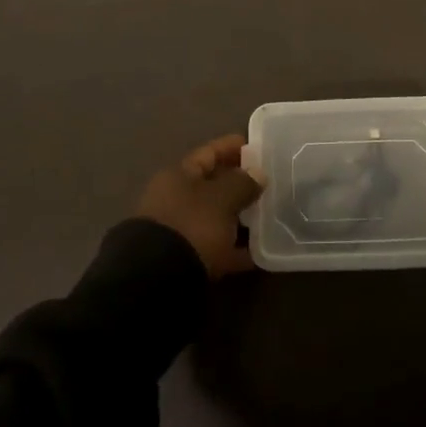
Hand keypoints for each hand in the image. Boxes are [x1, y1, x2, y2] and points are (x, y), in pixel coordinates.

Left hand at [136, 134, 261, 277]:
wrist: (156, 281)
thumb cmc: (191, 225)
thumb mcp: (221, 199)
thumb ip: (242, 183)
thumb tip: (258, 173)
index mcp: (178, 176)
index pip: (208, 153)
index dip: (232, 147)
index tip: (257, 145)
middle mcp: (175, 199)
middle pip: (212, 186)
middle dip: (239, 184)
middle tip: (269, 182)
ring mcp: (178, 231)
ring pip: (215, 218)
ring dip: (239, 217)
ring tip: (269, 216)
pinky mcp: (185, 261)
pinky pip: (216, 248)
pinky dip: (235, 249)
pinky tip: (259, 253)